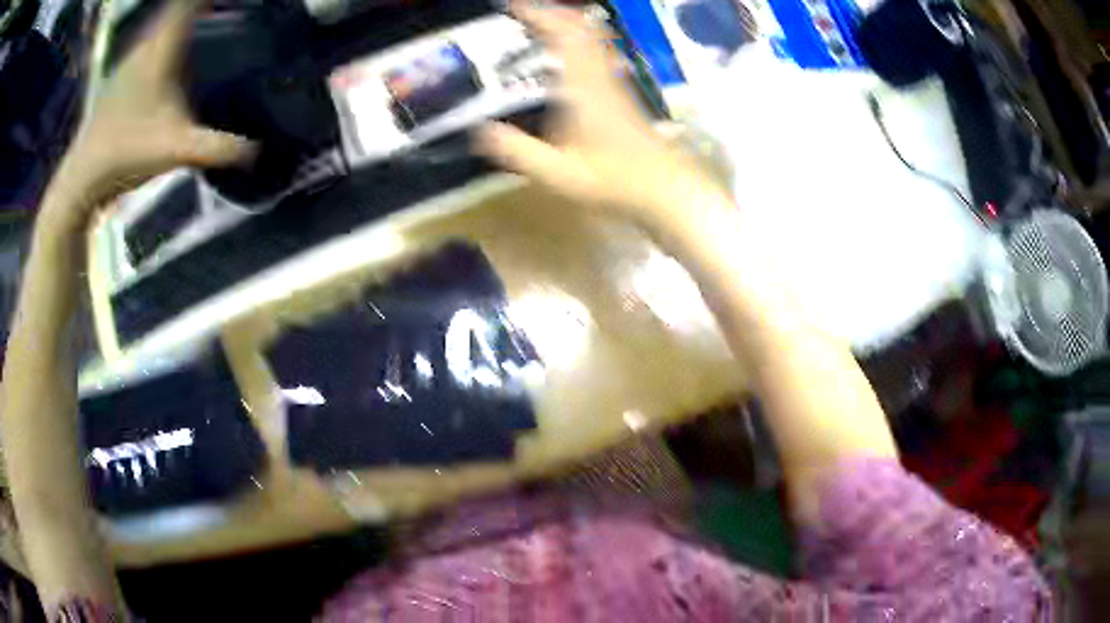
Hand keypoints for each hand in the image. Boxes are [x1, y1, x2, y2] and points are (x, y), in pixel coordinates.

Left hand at [43, 0, 252, 232]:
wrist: (82, 178)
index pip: (188, 4)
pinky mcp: (119, 77)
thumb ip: (216, 147)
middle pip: (173, 9)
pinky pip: (149, 42)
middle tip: (218, 9)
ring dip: (178, 19)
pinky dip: (165, 36)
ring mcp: (129, 61)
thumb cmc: (125, 154)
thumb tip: (257, 150)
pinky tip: (170, 53)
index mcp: (161, 50)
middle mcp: (145, 45)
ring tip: (201, 21)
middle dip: (195, 5)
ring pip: (160, 24)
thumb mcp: (175, 151)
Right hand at [476, 2, 722, 228]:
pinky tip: (566, 55)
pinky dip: (579, 41)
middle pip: (581, 27)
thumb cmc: (613, 179)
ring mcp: (613, 82)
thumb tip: (480, 131)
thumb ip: (518, 151)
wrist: (664, 187)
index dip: (538, 14)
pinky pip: (598, 52)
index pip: (563, 34)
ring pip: (593, 38)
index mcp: (582, 86)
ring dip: (567, 24)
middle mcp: (599, 75)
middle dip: (552, 13)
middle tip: (524, 12)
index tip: (513, 6)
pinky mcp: (621, 93)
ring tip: (540, 24)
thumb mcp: (558, 173)